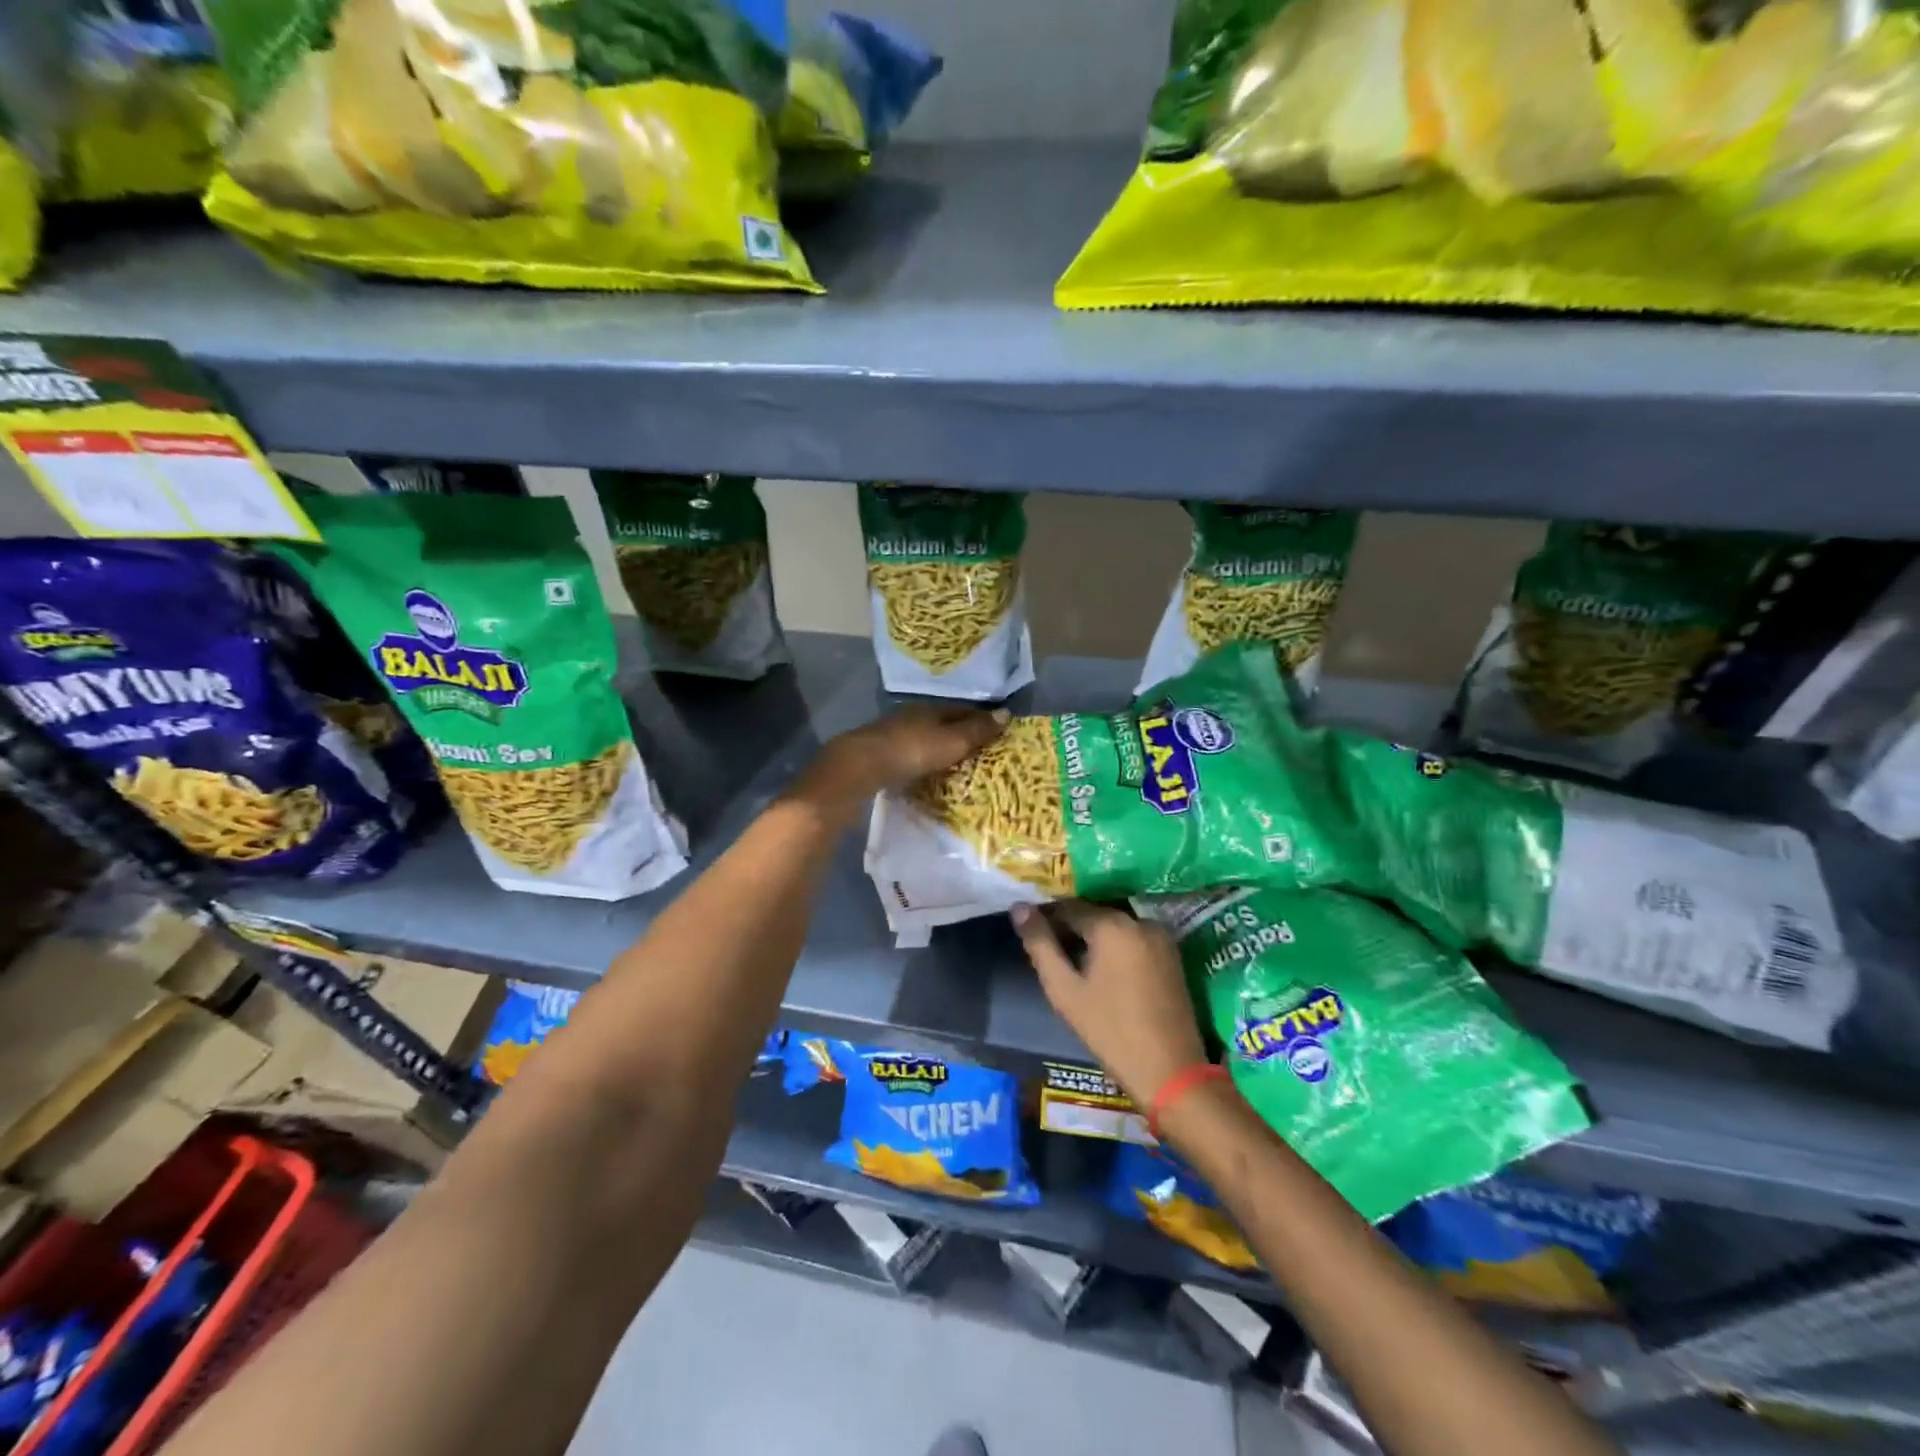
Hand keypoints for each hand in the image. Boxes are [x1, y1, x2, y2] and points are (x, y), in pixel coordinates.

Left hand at [792, 704, 1006, 821]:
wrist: (861, 765)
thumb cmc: (912, 750)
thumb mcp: (951, 741)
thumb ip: (977, 731)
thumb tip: (1007, 713)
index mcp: (930, 708)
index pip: (962, 709)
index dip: (980, 718)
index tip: (997, 729)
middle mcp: (910, 715)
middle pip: (941, 721)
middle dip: (959, 731)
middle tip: (979, 747)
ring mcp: (891, 733)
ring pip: (923, 736)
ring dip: (938, 746)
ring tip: (955, 760)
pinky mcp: (878, 753)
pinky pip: (909, 752)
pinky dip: (921, 758)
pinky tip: (925, 769)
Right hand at [1011, 901, 1209, 1108]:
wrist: (1169, 1071)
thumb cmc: (1110, 1031)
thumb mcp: (1065, 990)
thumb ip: (1040, 945)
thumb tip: (1019, 908)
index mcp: (1112, 925)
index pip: (1069, 906)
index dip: (1046, 916)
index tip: (1030, 932)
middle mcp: (1140, 921)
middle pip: (1094, 914)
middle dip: (1070, 926)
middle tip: (1049, 950)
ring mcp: (1161, 937)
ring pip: (1115, 926)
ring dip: (1093, 937)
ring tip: (1073, 962)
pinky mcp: (1173, 955)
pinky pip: (1134, 938)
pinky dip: (1115, 946)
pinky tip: (1103, 970)